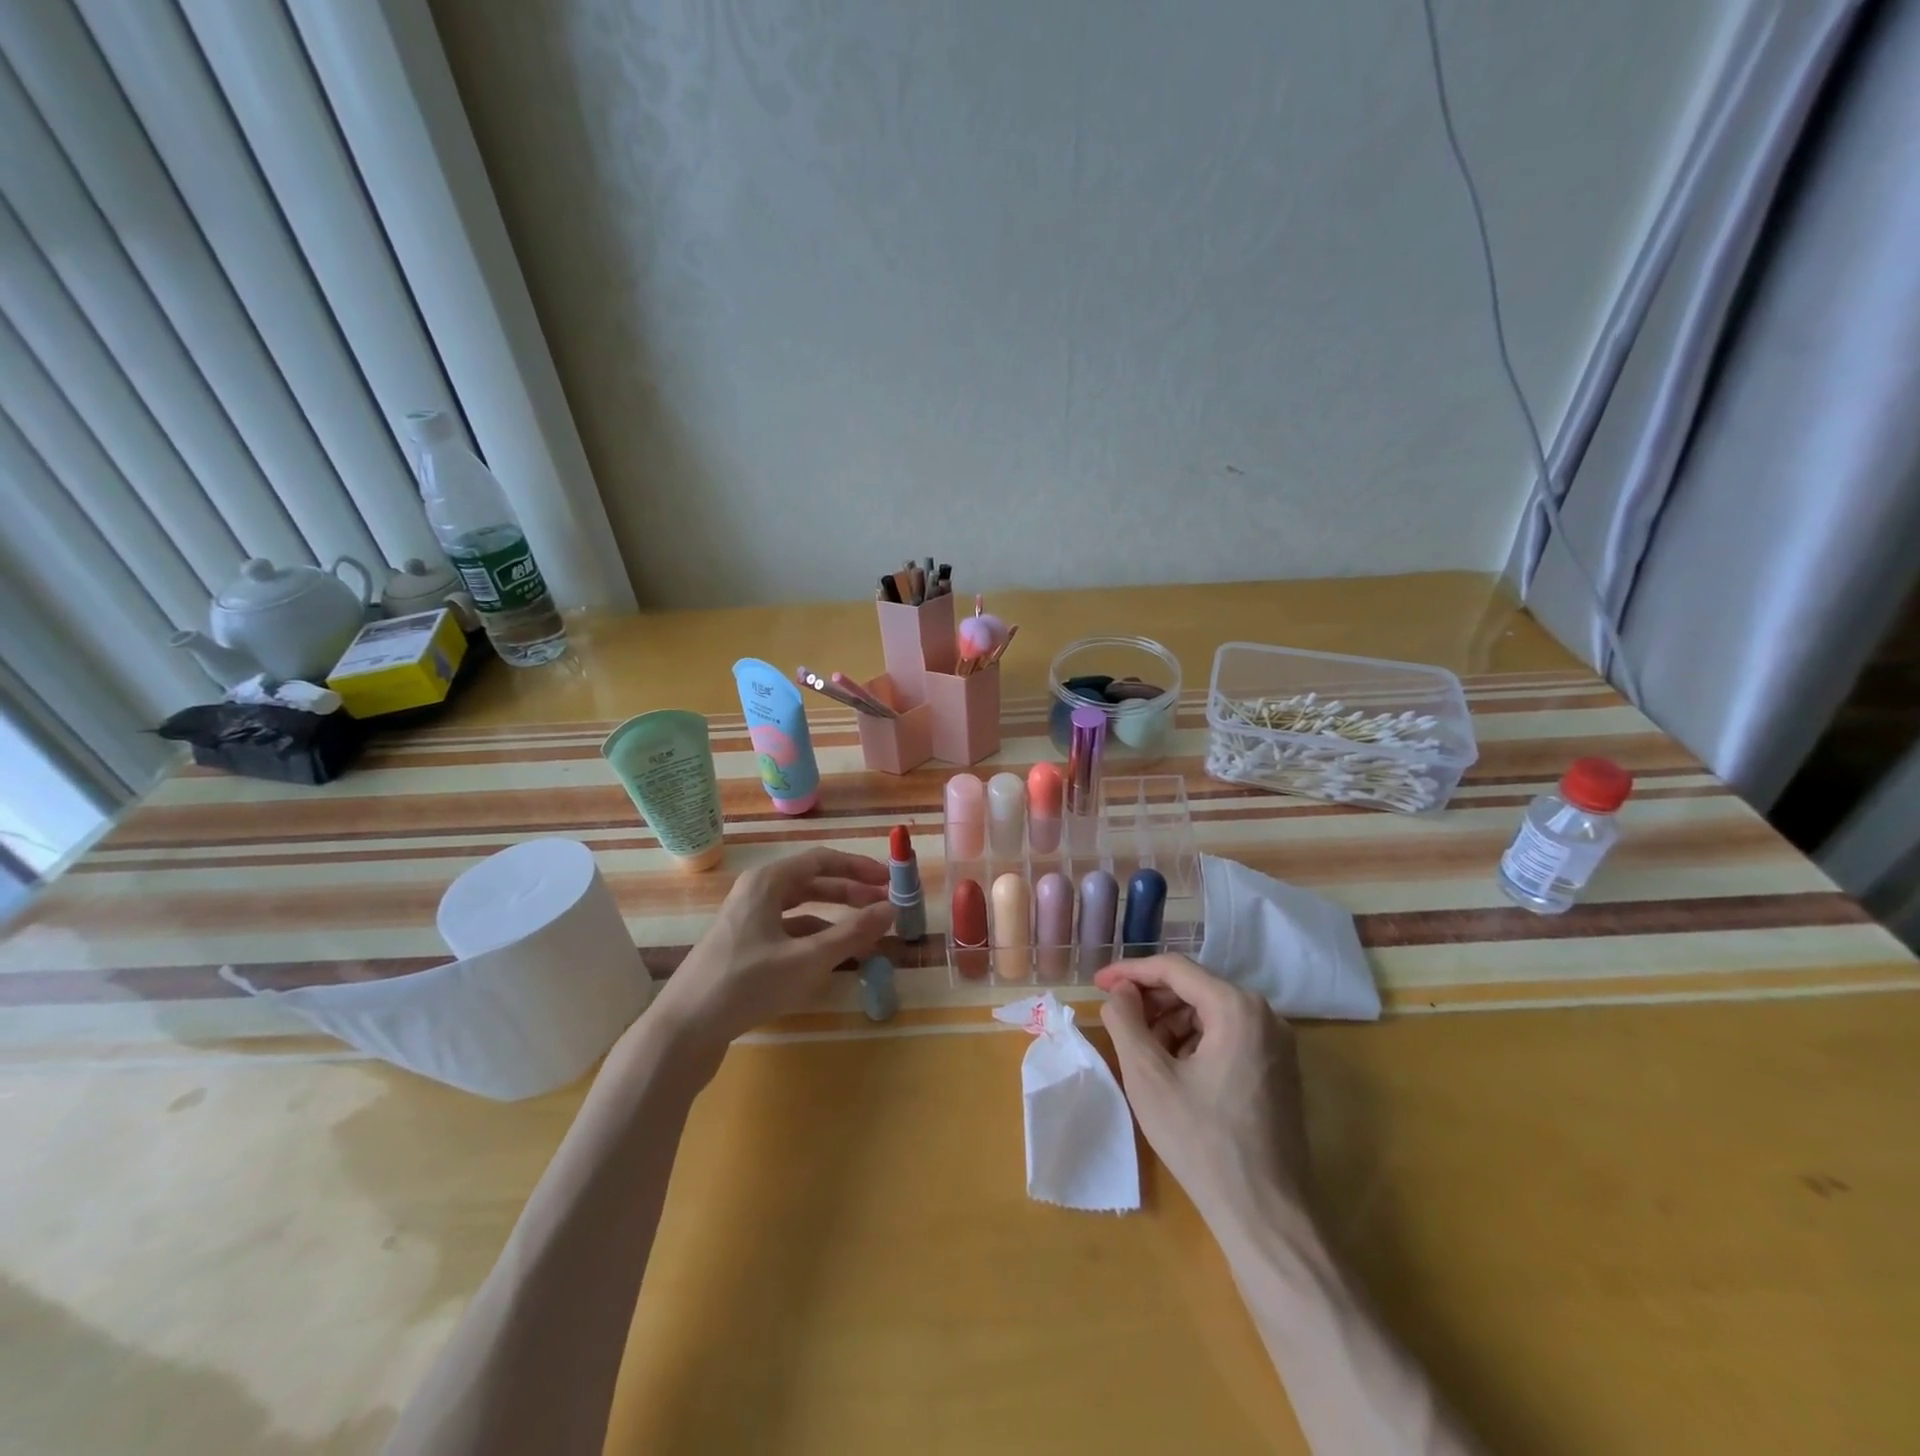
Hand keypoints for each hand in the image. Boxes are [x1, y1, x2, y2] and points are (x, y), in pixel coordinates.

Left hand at [648, 848, 894, 1051]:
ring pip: (801, 909)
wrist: (684, 1030)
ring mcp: (747, 921)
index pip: (822, 859)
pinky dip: (815, 938)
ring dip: (835, 917)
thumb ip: (852, 933)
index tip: (889, 880)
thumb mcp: (807, 959)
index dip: (858, 867)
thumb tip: (892, 909)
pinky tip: (833, 956)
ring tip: (866, 932)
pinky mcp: (743, 949)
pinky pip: (788, 931)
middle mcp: (756, 893)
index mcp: (767, 882)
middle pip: (812, 882)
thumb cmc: (747, 984)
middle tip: (883, 906)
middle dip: (850, 892)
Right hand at [1095, 954, 1309, 1228]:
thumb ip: (1126, 1020)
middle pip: (1195, 987)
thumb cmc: (1201, 1141)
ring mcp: (1277, 1043)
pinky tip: (1173, 1069)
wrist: (1266, 1215)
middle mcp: (1265, 1014)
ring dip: (1171, 1021)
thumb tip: (1119, 992)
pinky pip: (1228, 1035)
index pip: (1174, 968)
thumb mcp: (1148, 1077)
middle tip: (1117, 1018)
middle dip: (1151, 999)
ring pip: (1210, 1011)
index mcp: (1236, 1007)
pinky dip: (1195, 1041)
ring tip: (1142, 1050)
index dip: (1130, 971)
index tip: (1097, 984)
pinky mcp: (1279, 1068)